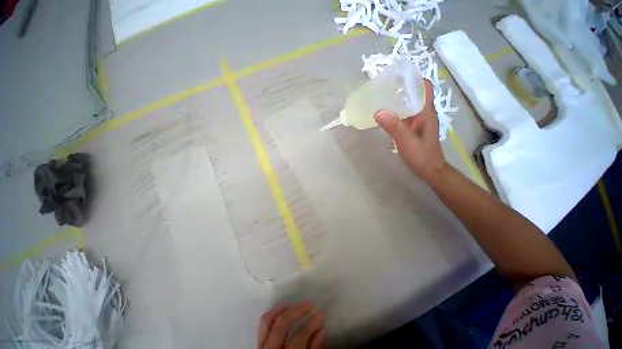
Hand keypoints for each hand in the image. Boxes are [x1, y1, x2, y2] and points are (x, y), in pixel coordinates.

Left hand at [257, 302, 324, 348]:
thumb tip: (321, 330)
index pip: (298, 339)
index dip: (311, 324)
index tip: (321, 314)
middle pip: (281, 326)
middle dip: (297, 311)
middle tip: (310, 304)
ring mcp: (261, 348)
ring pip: (268, 321)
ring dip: (283, 308)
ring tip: (295, 303)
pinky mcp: (259, 344)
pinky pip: (263, 325)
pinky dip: (273, 313)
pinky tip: (283, 308)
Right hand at [374, 79, 446, 183]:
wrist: (429, 170)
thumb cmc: (421, 155)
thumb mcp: (406, 141)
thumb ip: (394, 126)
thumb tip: (378, 111)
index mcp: (426, 112)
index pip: (424, 87)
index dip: (414, 78)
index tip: (398, 74)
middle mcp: (423, 113)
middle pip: (414, 94)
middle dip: (402, 87)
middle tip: (384, 86)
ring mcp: (418, 121)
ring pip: (408, 105)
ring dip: (398, 99)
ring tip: (382, 97)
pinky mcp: (413, 128)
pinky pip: (404, 115)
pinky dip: (395, 111)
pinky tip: (385, 115)